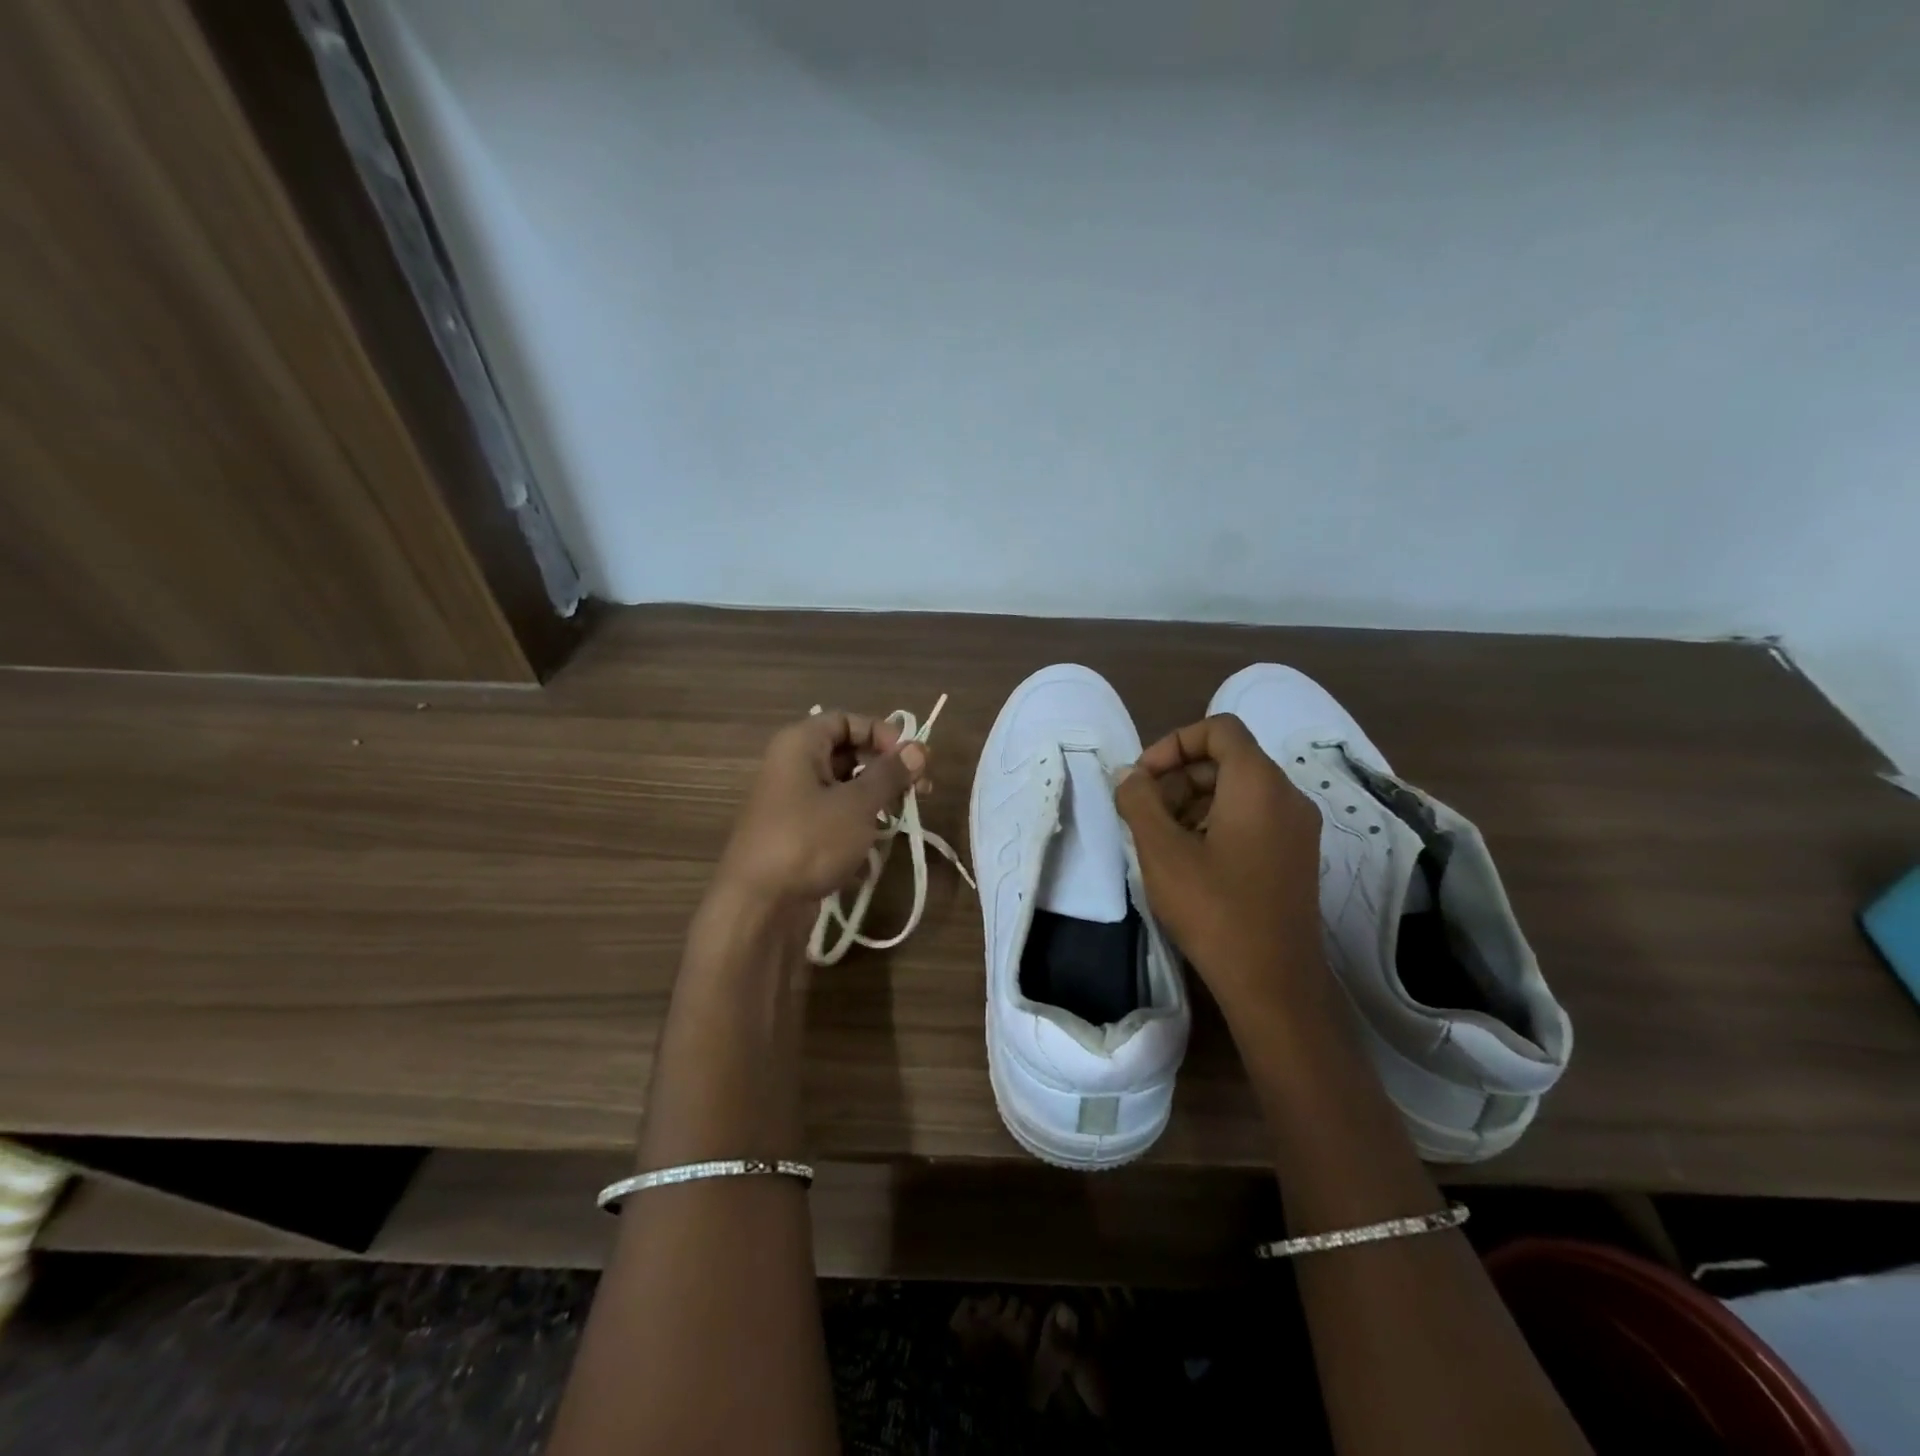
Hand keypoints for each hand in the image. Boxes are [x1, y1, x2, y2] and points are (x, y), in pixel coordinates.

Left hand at [714, 710, 930, 910]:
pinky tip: (880, 842)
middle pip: (846, 752)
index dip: (882, 733)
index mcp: (799, 745)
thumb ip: (890, 774)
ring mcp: (792, 802)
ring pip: (843, 787)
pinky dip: (858, 822)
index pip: (846, 720)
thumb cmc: (809, 841)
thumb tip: (919, 747)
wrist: (758, 907)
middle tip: (919, 791)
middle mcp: (792, 766)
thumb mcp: (857, 805)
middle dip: (885, 768)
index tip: (911, 759)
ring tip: (903, 816)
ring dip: (876, 797)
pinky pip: (833, 815)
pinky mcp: (797, 834)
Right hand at [1115, 714, 1324, 1015]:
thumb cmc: (1214, 909)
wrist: (1274, 983)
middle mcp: (1287, 796)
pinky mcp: (1295, 857)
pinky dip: (1215, 823)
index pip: (1219, 729)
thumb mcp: (1161, 851)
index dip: (1174, 743)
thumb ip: (1139, 801)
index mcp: (1259, 783)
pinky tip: (1188, 860)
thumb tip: (1129, 776)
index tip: (1143, 778)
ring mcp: (1297, 829)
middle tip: (1144, 813)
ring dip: (1192, 802)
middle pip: (1227, 760)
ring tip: (1160, 840)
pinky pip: (1252, 818)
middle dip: (1178, 777)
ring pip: (1237, 791)